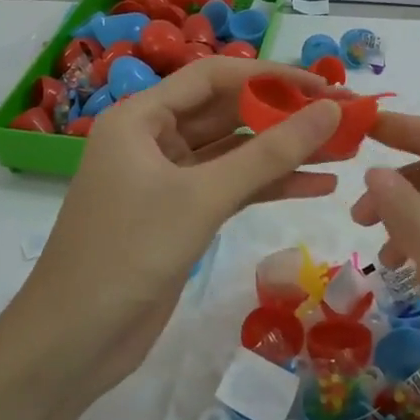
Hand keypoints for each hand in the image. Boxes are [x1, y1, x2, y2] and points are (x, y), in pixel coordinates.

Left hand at [15, 57, 341, 401]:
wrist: (74, 341)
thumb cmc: (129, 253)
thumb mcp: (203, 197)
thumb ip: (270, 153)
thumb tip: (331, 110)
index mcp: (141, 117)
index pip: (215, 77)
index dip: (273, 77)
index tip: (326, 86)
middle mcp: (152, 139)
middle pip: (228, 112)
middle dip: (285, 115)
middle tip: (345, 118)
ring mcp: (167, 179)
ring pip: (234, 153)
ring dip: (284, 153)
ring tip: (344, 150)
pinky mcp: (180, 215)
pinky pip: (232, 188)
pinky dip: (270, 186)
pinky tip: (318, 186)